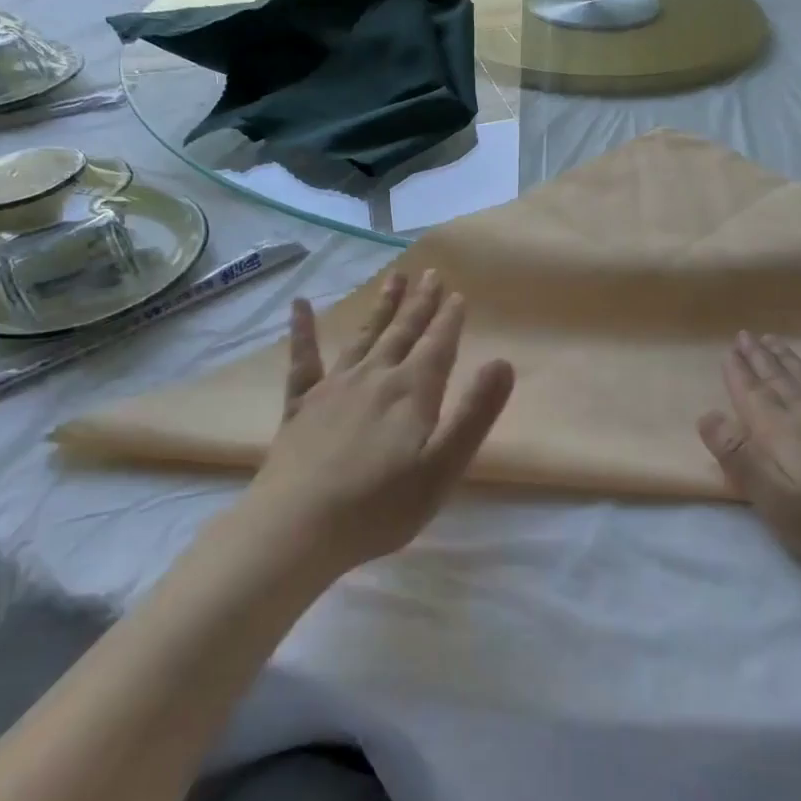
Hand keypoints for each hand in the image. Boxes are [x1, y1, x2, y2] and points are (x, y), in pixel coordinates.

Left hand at [246, 269, 514, 572]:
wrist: (297, 526)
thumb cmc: (379, 507)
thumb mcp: (442, 468)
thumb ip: (474, 414)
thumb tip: (503, 362)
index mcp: (412, 393)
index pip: (437, 346)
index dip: (449, 320)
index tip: (457, 294)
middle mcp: (375, 378)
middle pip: (403, 333)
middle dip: (420, 304)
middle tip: (430, 273)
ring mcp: (334, 387)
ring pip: (364, 337)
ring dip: (381, 307)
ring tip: (393, 278)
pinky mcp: (301, 405)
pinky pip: (304, 359)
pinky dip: (303, 330)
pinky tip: (300, 304)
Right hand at [698, 333, 800, 586]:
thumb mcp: (772, 500)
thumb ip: (738, 456)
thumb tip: (708, 414)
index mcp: (780, 432)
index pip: (752, 394)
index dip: (739, 373)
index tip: (729, 350)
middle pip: (779, 380)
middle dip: (760, 358)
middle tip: (747, 335)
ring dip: (790, 360)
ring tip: (775, 342)